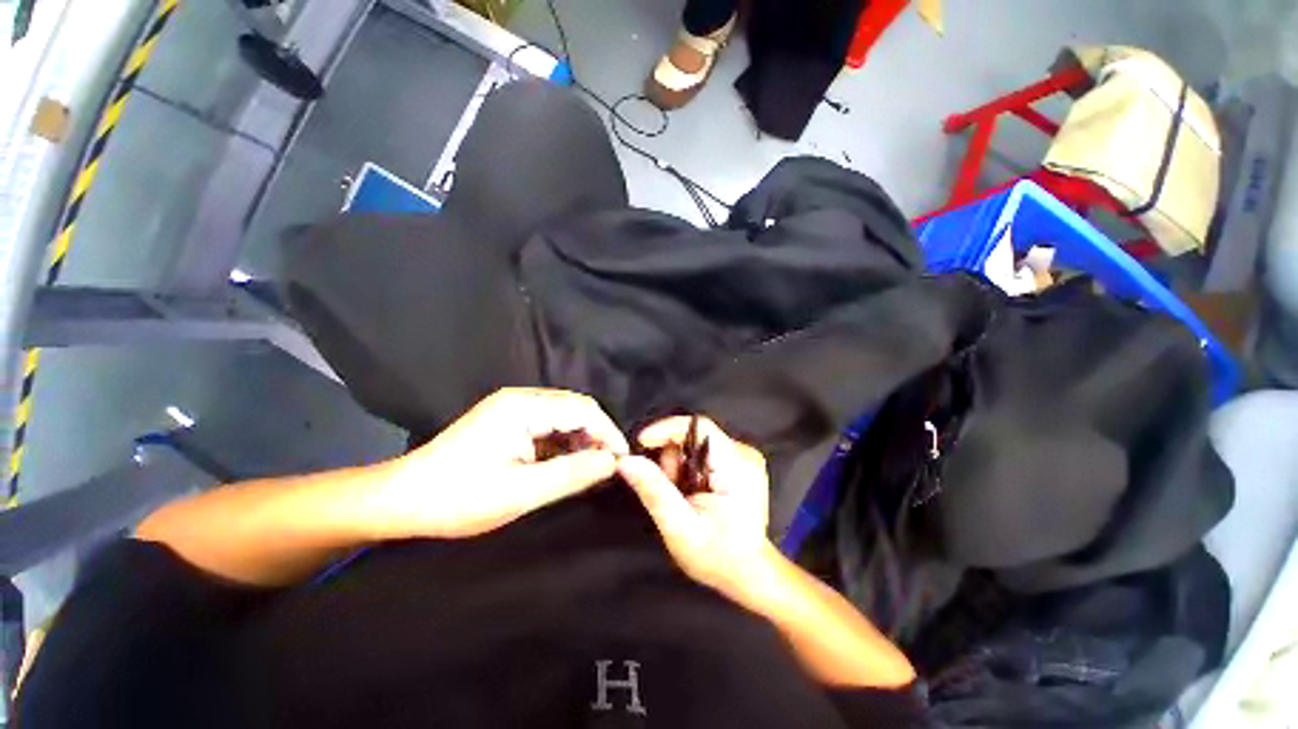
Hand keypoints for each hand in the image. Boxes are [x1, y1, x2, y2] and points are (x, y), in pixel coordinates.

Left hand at [375, 388, 628, 538]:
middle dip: (596, 436)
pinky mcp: (509, 421)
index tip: (622, 461)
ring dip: (581, 441)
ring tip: (589, 470)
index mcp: (523, 407)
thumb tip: (612, 462)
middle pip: (576, 408)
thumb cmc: (459, 498)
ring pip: (564, 417)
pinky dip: (564, 444)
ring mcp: (514, 408)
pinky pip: (549, 426)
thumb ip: (571, 474)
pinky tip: (566, 466)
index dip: (608, 432)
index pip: (583, 409)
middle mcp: (521, 399)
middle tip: (607, 468)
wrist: (402, 499)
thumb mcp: (520, 493)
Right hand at [618, 417, 770, 593]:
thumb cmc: (717, 556)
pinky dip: (688, 467)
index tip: (642, 444)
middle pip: (695, 434)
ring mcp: (744, 456)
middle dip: (672, 457)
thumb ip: (654, 491)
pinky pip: (703, 451)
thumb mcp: (679, 527)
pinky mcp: (739, 462)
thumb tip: (626, 461)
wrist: (748, 572)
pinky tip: (690, 492)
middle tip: (669, 488)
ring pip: (696, 442)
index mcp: (736, 465)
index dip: (667, 429)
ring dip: (679, 464)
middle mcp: (744, 453)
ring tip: (681, 496)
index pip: (699, 426)